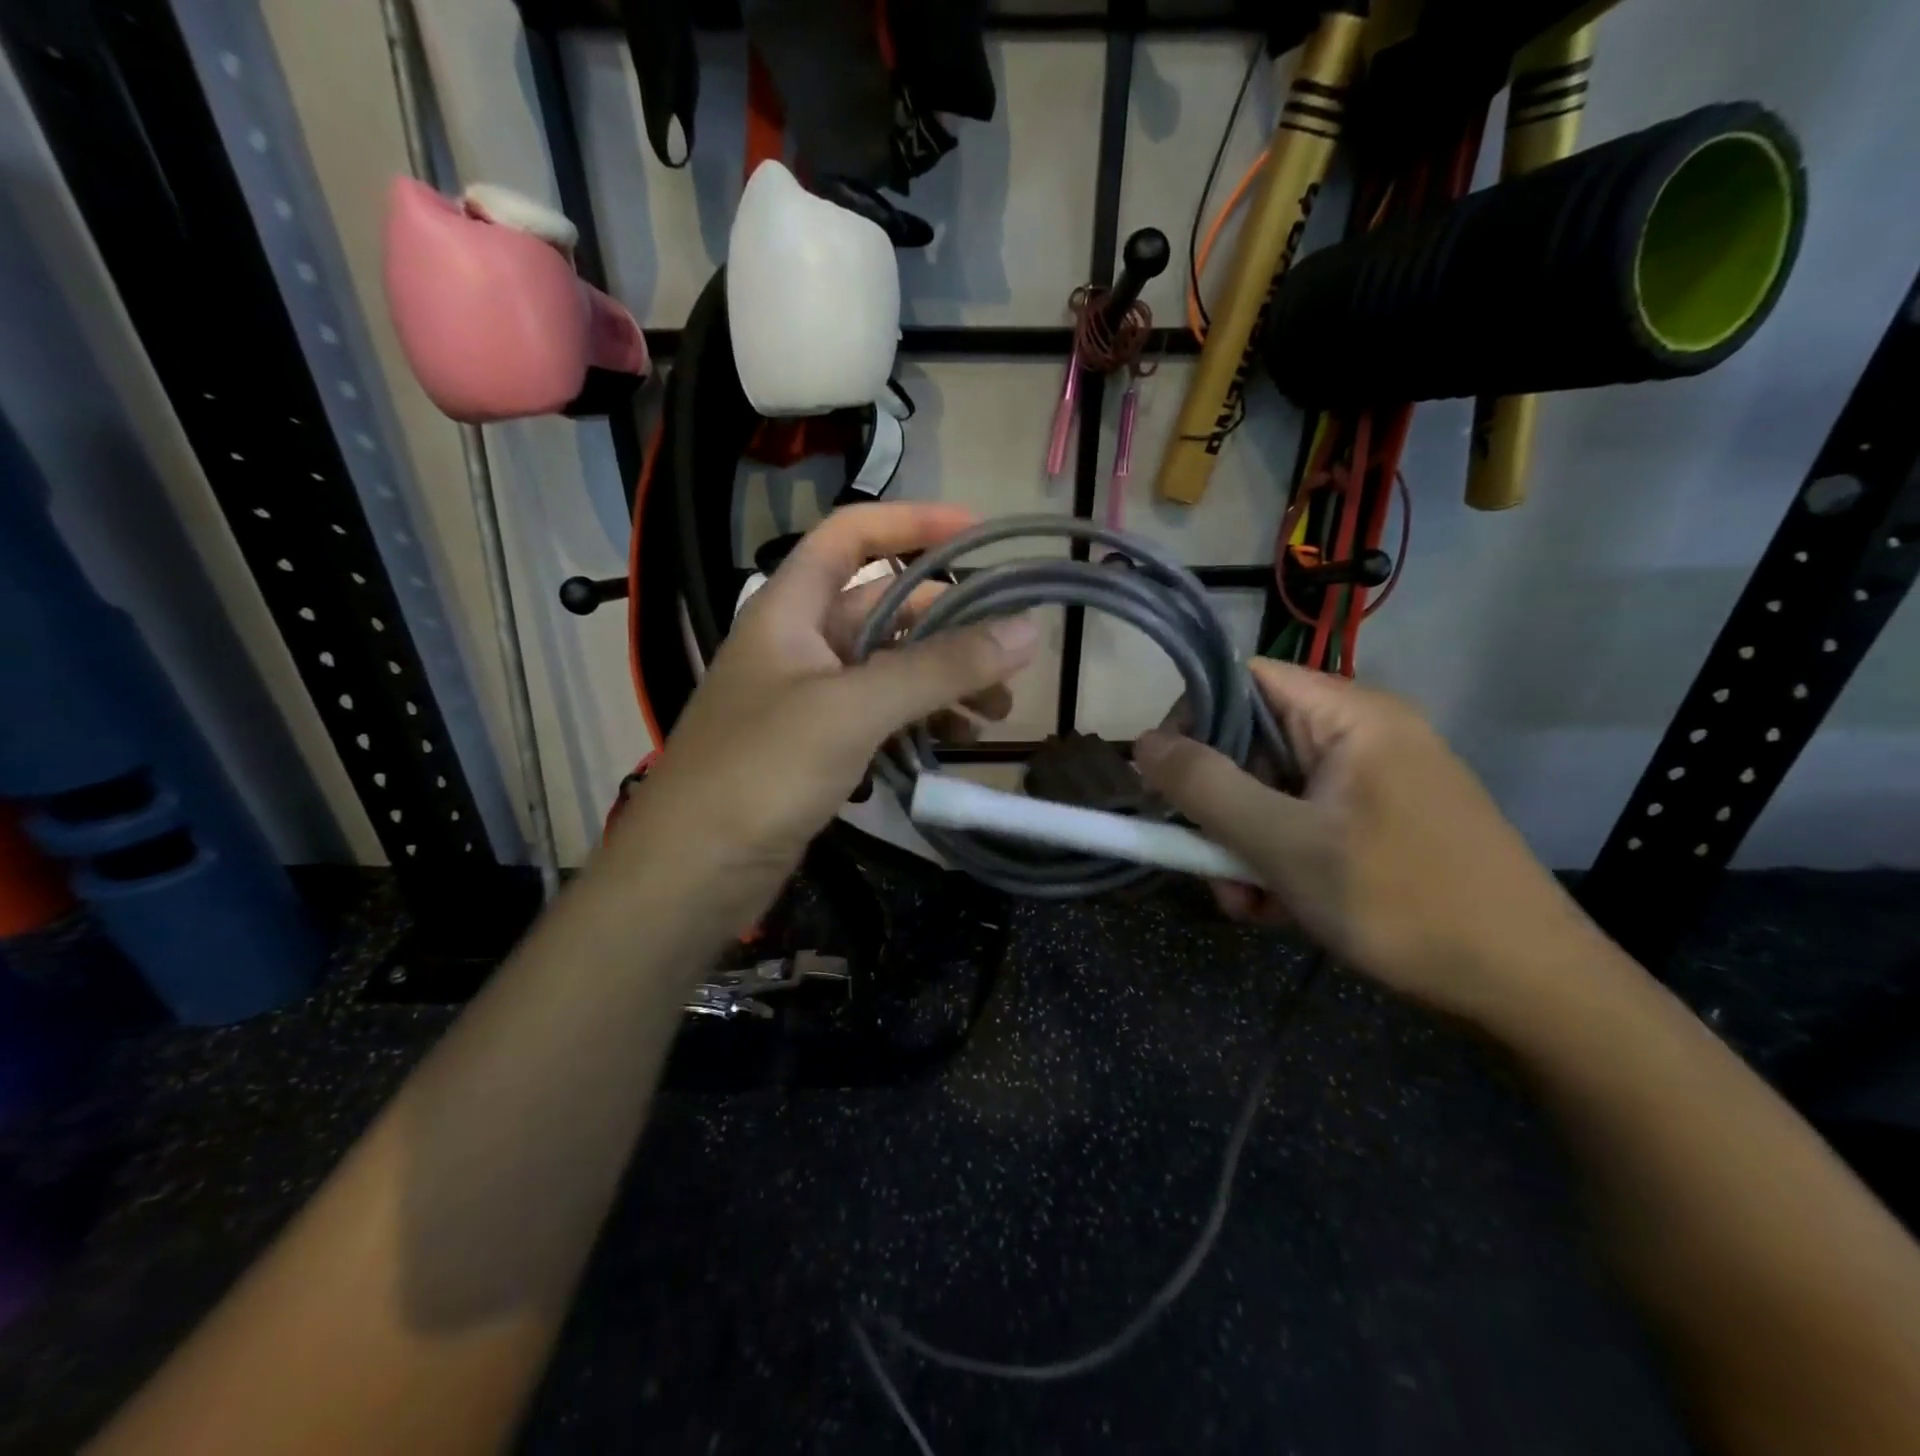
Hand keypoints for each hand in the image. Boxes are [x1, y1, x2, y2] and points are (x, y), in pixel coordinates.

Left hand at [603, 503, 1038, 938]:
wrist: (692, 873)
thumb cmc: (761, 772)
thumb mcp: (854, 709)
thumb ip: (939, 668)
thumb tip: (1026, 631)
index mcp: (789, 609)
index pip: (852, 536)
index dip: (912, 523)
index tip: (979, 532)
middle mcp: (799, 643)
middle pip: (884, 608)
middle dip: (948, 624)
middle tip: (1009, 655)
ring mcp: (807, 698)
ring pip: (889, 668)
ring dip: (942, 680)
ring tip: (994, 713)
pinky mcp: (817, 747)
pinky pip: (880, 716)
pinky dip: (919, 721)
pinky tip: (954, 743)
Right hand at [1133, 659, 1596, 1024]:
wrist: (1531, 989)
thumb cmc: (1403, 901)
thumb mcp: (1286, 844)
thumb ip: (1206, 787)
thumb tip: (1141, 742)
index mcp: (1349, 714)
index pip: (1244, 679)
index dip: (1193, 719)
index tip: (1163, 780)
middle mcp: (1360, 735)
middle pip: (1253, 744)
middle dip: (1219, 807)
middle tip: (1205, 863)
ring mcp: (1372, 783)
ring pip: (1272, 794)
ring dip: (1243, 846)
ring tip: (1248, 904)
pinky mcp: (1379, 825)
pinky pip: (1303, 825)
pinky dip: (1279, 863)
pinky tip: (1279, 910)